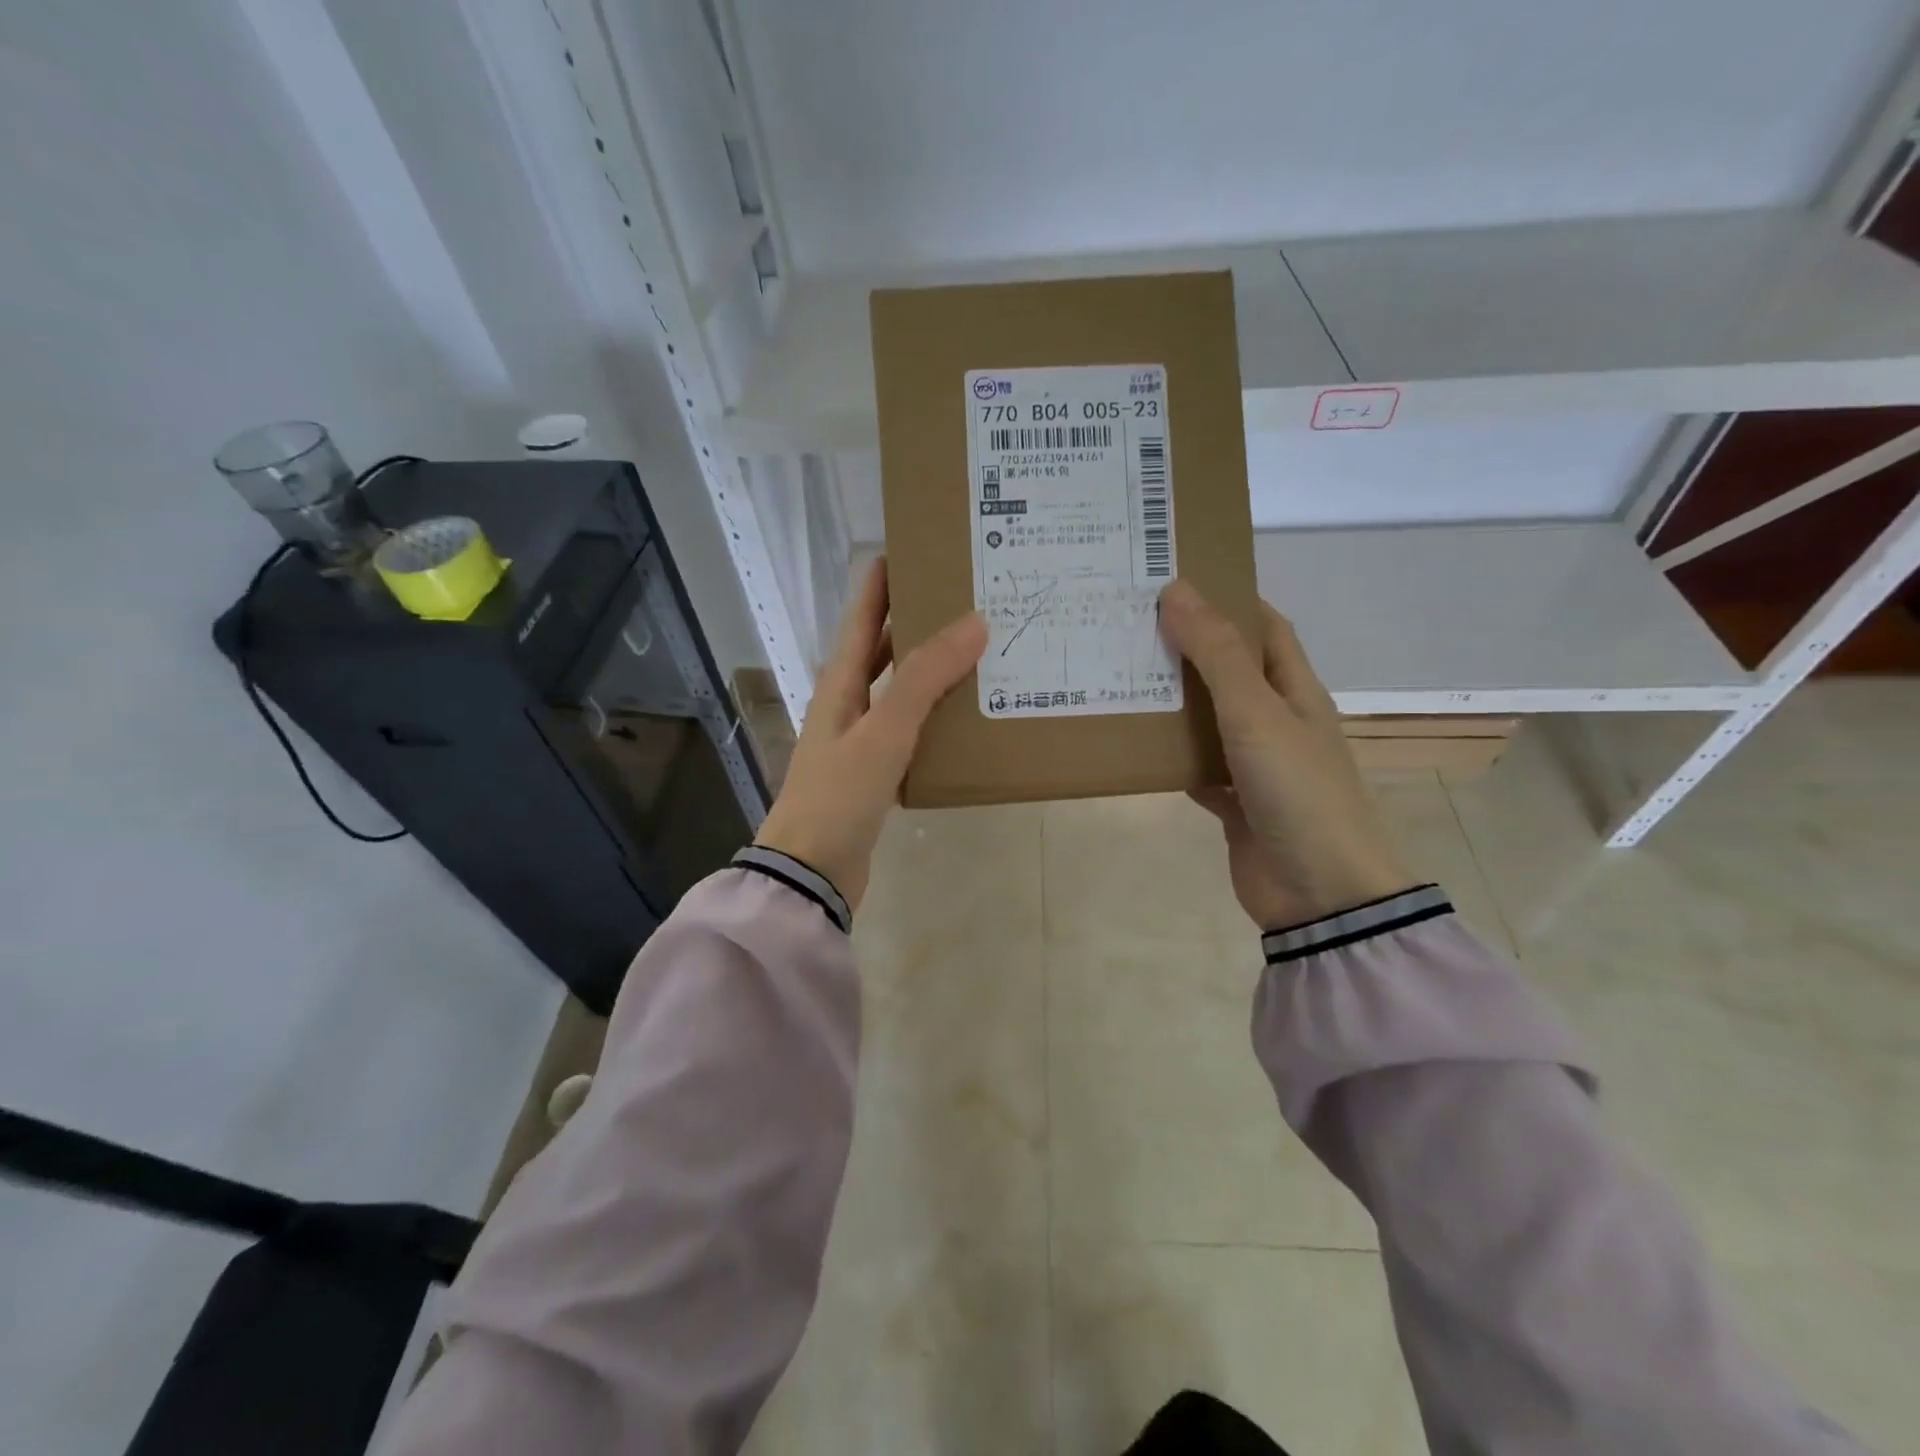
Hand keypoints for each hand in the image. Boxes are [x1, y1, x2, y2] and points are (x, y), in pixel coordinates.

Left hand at [755, 557, 986, 911]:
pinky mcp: (876, 773)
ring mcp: (860, 740)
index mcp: (839, 684)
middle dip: (916, 620)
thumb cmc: (839, 795)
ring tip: (978, 649)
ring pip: (900, 691)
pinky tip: (967, 716)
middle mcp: (847, 704)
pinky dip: (936, 716)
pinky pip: (910, 730)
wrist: (811, 872)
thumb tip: (974, 622)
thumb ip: (925, 678)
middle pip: (882, 649)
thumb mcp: (884, 731)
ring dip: (931, 669)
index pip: (862, 618)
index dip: (882, 582)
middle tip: (964, 597)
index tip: (913, 547)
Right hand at [1158, 579, 1416, 929]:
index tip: (1178, 581)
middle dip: (1188, 648)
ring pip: (1208, 721)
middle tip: (1131, 627)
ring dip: (1173, 703)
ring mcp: (1256, 765)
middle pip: (1230, 672)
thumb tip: (1177, 590)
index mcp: (1295, 691)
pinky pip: (1197, 769)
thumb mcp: (1256, 713)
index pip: (1265, 629)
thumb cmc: (1298, 791)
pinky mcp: (1235, 804)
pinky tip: (1135, 747)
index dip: (1230, 600)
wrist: (1321, 893)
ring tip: (1121, 677)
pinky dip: (1170, 759)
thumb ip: (1216, 655)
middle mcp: (1277, 722)